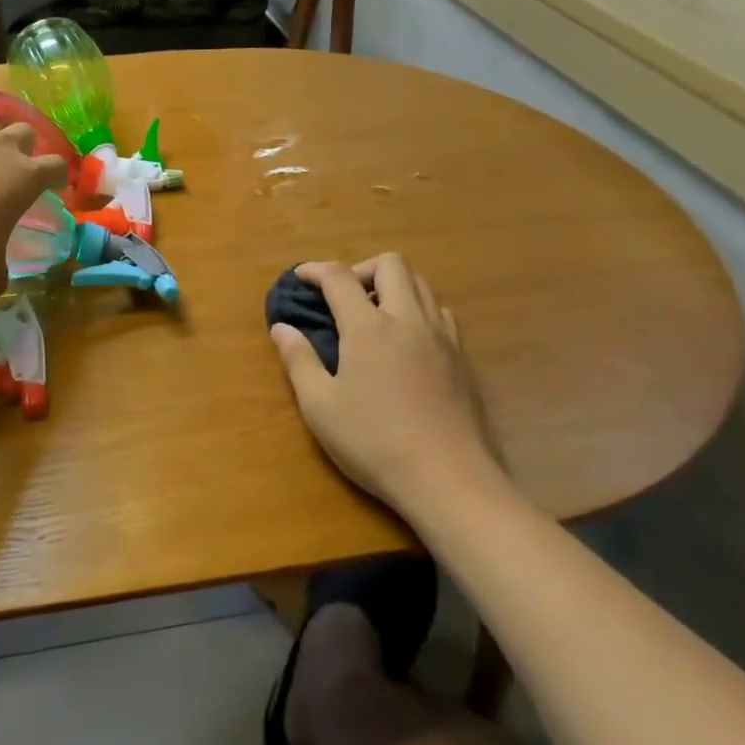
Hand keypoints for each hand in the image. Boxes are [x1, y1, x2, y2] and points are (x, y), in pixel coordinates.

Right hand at [270, 255, 502, 516]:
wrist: (450, 480)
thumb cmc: (374, 443)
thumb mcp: (320, 406)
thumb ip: (299, 360)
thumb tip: (282, 327)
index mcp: (369, 328)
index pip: (340, 278)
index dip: (316, 270)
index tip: (300, 277)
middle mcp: (408, 320)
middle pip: (391, 264)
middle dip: (361, 268)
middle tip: (342, 296)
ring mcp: (442, 337)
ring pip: (422, 283)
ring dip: (393, 284)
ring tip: (373, 313)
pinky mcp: (463, 358)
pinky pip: (440, 311)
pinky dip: (417, 308)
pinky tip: (405, 339)